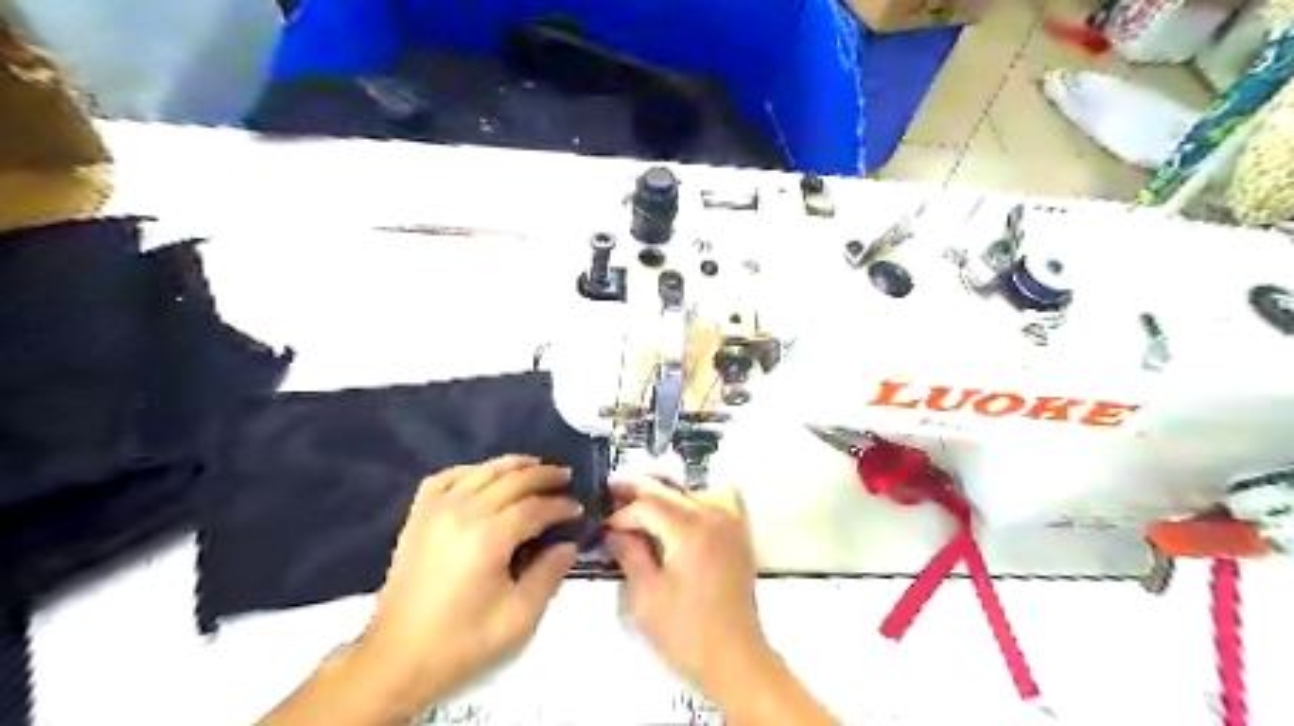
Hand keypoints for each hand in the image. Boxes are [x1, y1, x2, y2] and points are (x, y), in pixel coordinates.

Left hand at [352, 453, 578, 714]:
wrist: (397, 659)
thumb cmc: (462, 641)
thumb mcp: (519, 617)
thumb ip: (549, 575)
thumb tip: (567, 546)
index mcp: (490, 537)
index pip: (536, 507)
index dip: (561, 505)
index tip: (578, 510)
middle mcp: (464, 512)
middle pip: (513, 479)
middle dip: (544, 475)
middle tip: (566, 477)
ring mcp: (436, 510)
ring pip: (482, 471)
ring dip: (513, 465)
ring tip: (536, 466)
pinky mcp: (418, 517)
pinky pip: (445, 477)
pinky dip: (470, 471)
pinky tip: (483, 476)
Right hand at [605, 476, 772, 701]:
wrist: (735, 657)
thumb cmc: (687, 631)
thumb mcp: (647, 595)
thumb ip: (629, 554)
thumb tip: (613, 532)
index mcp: (690, 529)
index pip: (647, 505)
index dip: (622, 514)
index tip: (604, 529)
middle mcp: (713, 515)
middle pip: (669, 491)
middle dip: (637, 491)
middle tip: (611, 490)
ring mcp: (730, 522)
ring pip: (690, 491)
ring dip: (663, 492)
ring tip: (637, 496)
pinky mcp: (737, 534)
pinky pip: (715, 500)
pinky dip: (694, 497)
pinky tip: (680, 504)